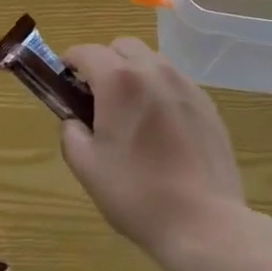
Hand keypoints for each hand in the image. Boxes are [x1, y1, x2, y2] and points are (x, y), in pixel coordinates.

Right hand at [61, 38, 248, 261]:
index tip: (64, 83)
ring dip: (134, 74)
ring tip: (132, 113)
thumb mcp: (87, 167)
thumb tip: (74, 120)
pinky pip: (175, 82)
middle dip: (105, 63)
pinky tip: (162, 128)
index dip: (69, 63)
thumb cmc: (137, 194)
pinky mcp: (207, 103)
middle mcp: (153, 70)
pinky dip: (160, 91)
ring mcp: (185, 84)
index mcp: (119, 80)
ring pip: (151, 60)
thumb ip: (71, 132)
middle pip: (122, 47)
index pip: (86, 52)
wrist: (204, 223)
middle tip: (98, 99)